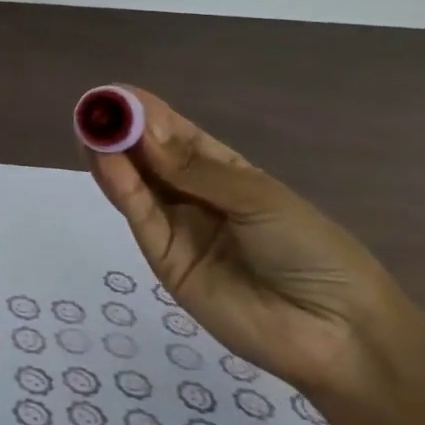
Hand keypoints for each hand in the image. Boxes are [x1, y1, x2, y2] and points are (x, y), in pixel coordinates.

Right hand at [86, 87, 424, 397]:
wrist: (335, 332)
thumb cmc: (311, 250)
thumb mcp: (258, 198)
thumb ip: (193, 168)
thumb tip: (139, 129)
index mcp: (225, 172)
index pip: (177, 135)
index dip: (146, 113)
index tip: (115, 93)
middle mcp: (194, 196)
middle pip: (149, 158)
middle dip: (121, 131)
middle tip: (92, 107)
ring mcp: (176, 227)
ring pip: (137, 185)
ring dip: (111, 155)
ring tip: (88, 126)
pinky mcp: (163, 259)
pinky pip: (140, 217)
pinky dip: (120, 188)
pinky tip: (105, 161)